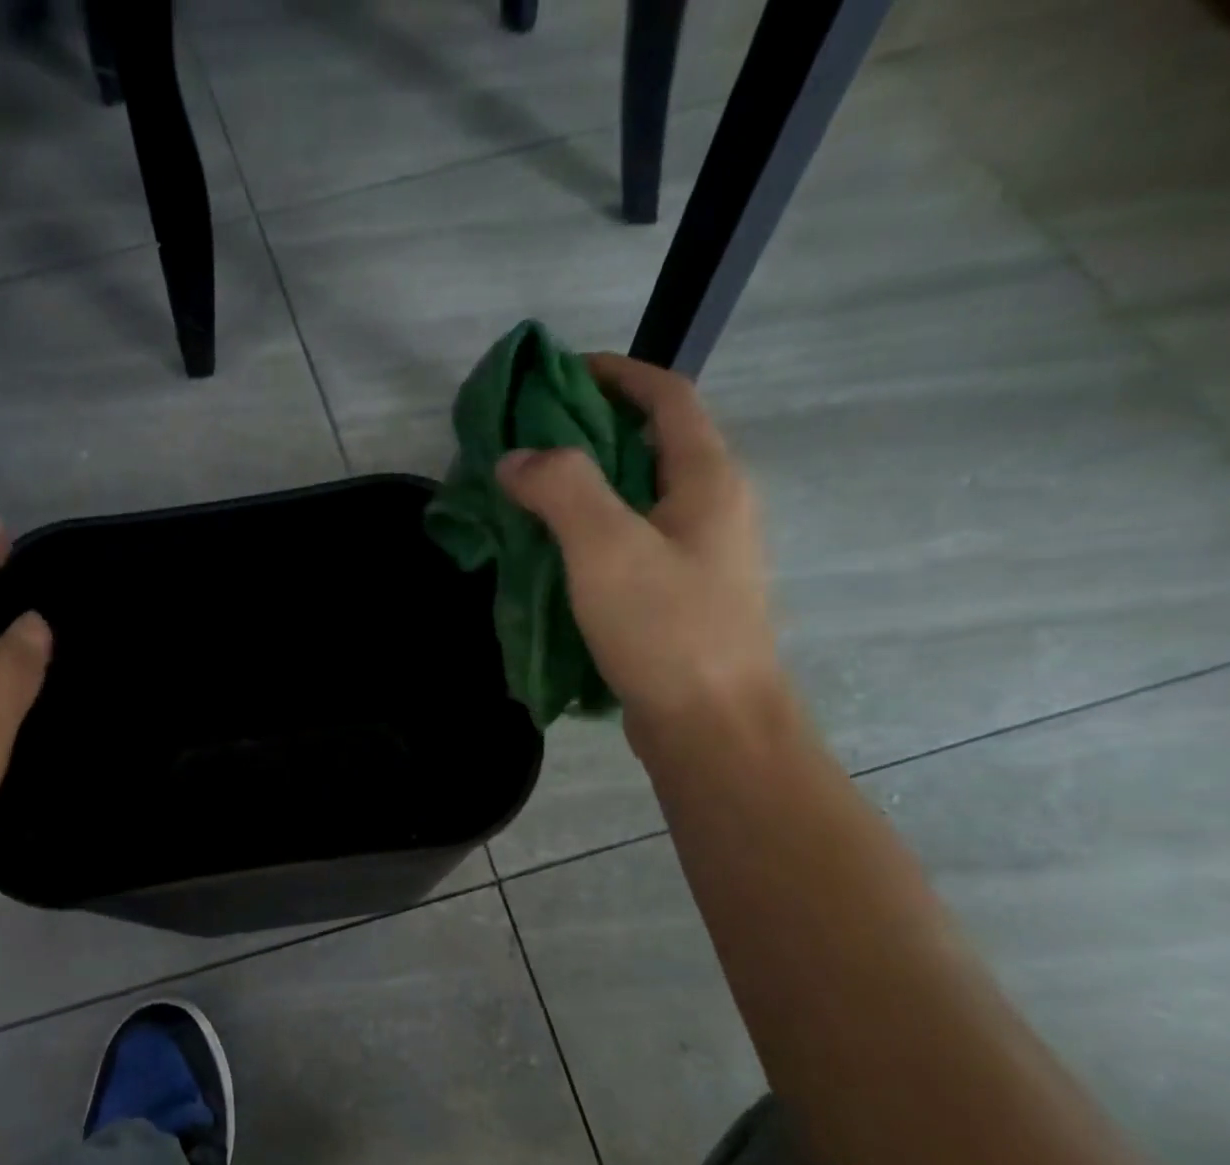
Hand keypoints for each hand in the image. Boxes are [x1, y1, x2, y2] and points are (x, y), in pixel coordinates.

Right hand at [496, 355, 782, 756]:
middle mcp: (713, 509)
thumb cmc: (667, 630)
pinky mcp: (680, 600)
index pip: (667, 397)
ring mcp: (700, 559)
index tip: (559, 373)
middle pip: (652, 446)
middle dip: (591, 433)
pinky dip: (592, 537)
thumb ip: (561, 489)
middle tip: (528, 444)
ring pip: (639, 502)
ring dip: (588, 490)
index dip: (617, 373)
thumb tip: (516, 458)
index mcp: (708, 479)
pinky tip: (555, 559)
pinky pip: (632, 548)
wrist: (712, 728)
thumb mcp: (607, 548)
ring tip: (530, 499)